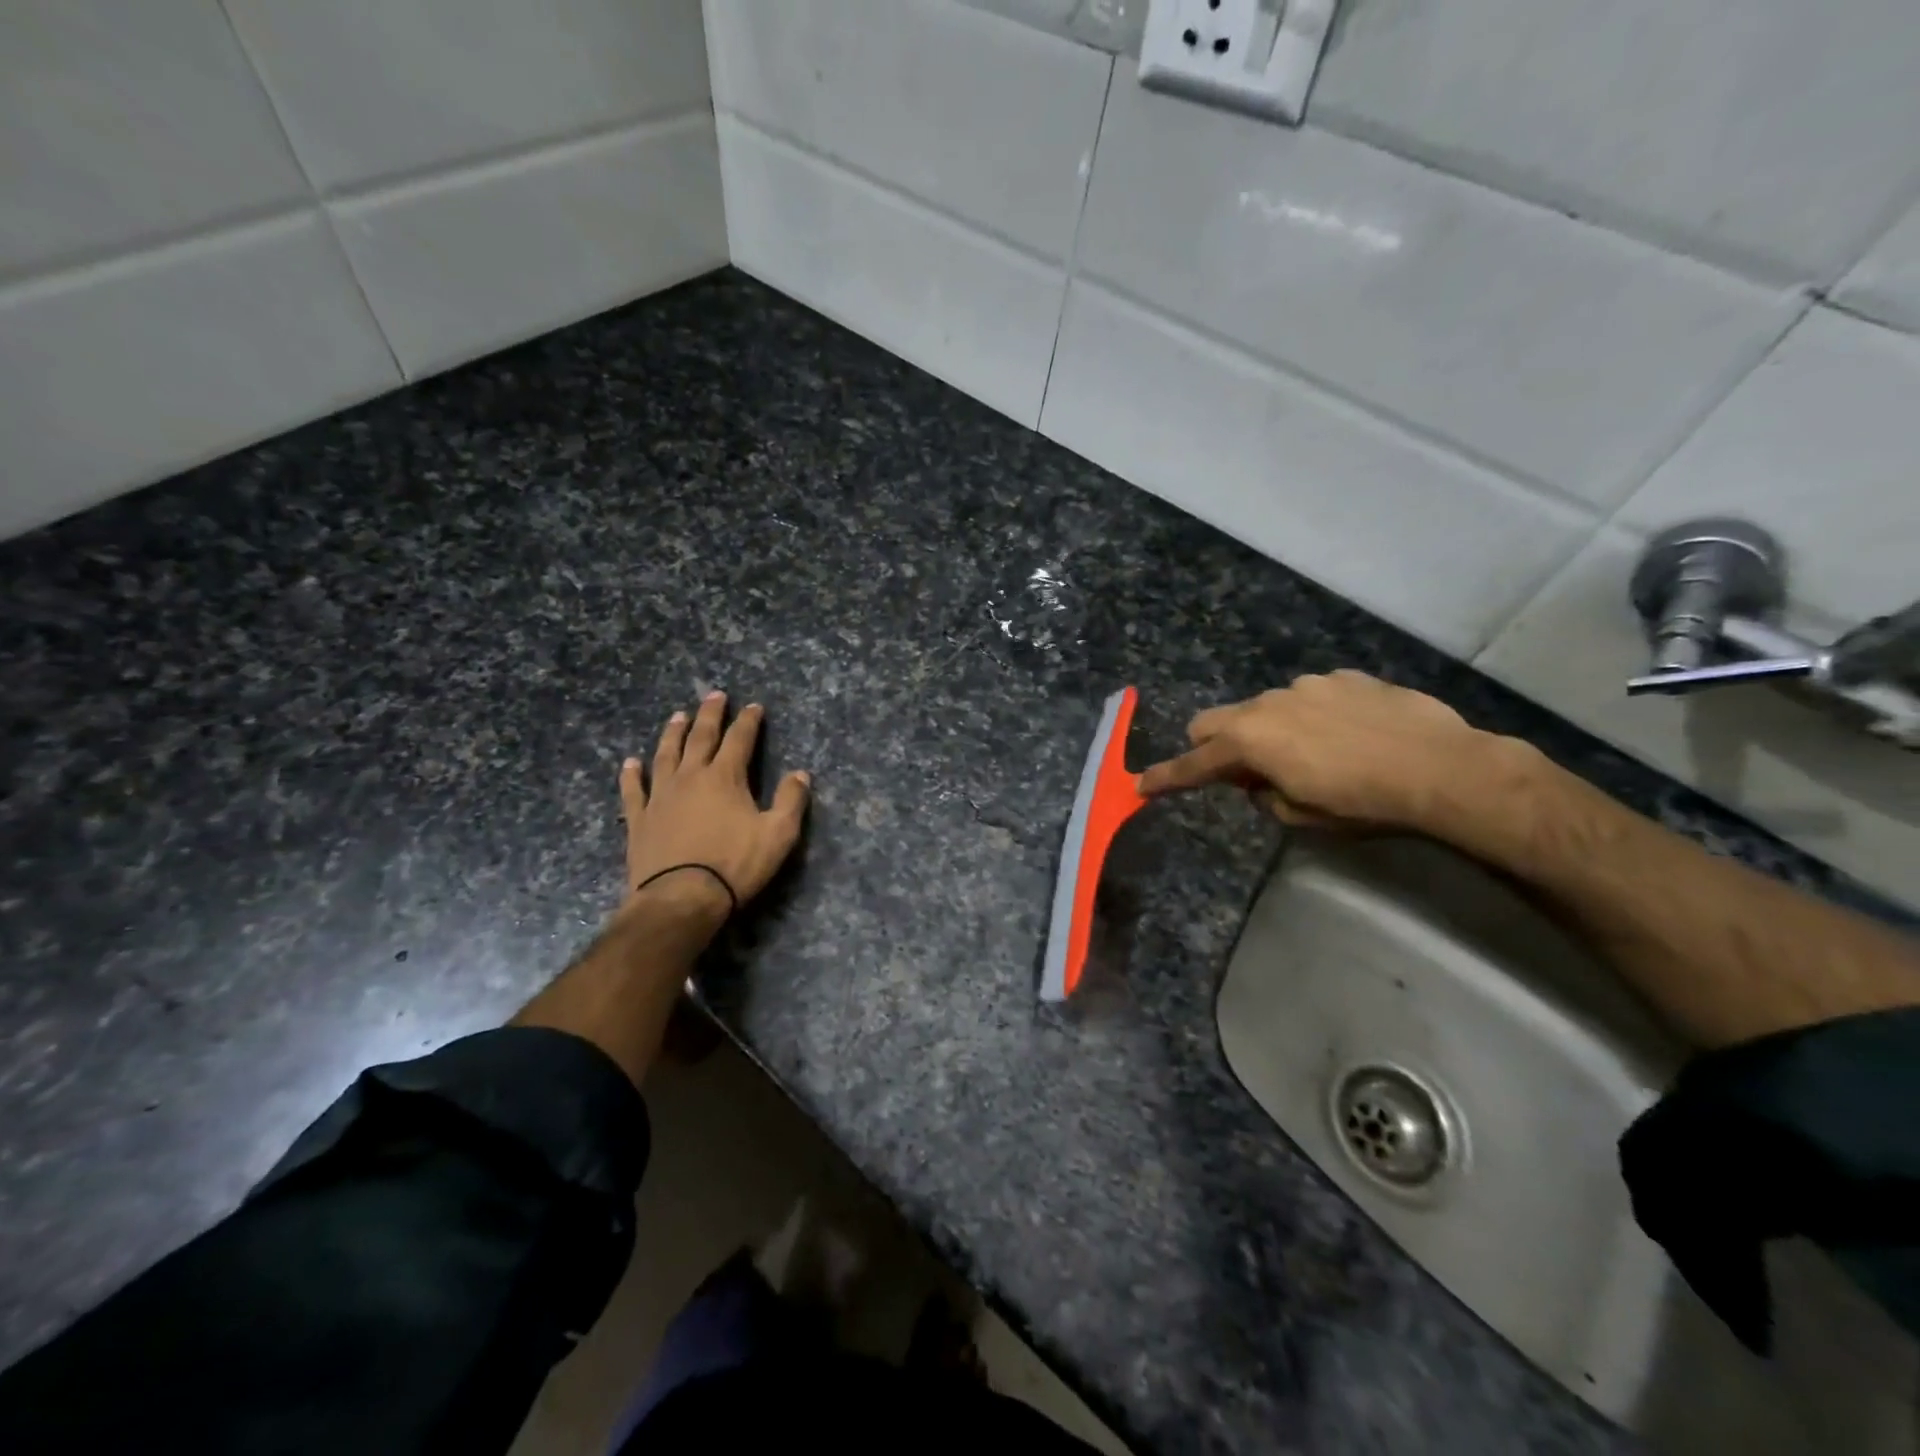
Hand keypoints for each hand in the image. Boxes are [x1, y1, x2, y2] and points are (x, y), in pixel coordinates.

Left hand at [620, 691, 810, 912]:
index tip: (754, 706)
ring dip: (673, 733)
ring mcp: (660, 796)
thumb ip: (791, 801)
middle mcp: (690, 776)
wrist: (681, 897)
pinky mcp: (639, 819)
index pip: (739, 740)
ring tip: (677, 716)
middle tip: (715, 695)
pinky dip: (631, 774)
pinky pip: (633, 790)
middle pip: (700, 737)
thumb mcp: (778, 834)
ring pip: (665, 755)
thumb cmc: (734, 865)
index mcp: (725, 777)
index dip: (748, 721)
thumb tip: (800, 774)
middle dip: (710, 714)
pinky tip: (630, 763)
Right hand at [1137, 670, 1494, 831]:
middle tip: (1244, 771)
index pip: (1194, 763)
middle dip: (1214, 745)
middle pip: (1214, 720)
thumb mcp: (1302, 816)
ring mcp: (1307, 685)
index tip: (1142, 785)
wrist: (1442, 768)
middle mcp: (1267, 704)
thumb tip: (1259, 781)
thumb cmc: (1362, 803)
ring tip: (1315, 753)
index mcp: (1249, 741)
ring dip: (1270, 730)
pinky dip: (1313, 715)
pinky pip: (1311, 696)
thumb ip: (1264, 796)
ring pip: (1265, 707)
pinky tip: (1350, 734)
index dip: (1167, 777)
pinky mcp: (1344, 677)